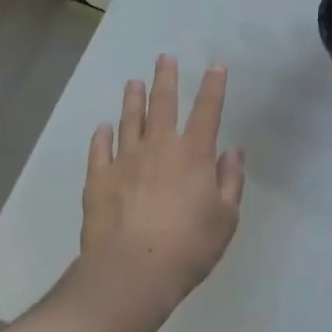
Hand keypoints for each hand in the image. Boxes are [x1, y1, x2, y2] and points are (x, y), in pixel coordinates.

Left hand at [77, 55, 244, 324]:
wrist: (130, 274)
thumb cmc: (188, 248)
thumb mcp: (225, 219)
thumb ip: (230, 181)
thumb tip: (233, 150)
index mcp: (193, 154)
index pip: (207, 110)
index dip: (213, 85)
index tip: (215, 65)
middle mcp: (158, 147)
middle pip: (163, 104)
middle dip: (166, 78)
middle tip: (164, 58)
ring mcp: (124, 161)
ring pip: (129, 121)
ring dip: (132, 100)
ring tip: (132, 82)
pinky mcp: (98, 179)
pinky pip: (99, 150)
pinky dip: (101, 136)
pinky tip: (102, 127)